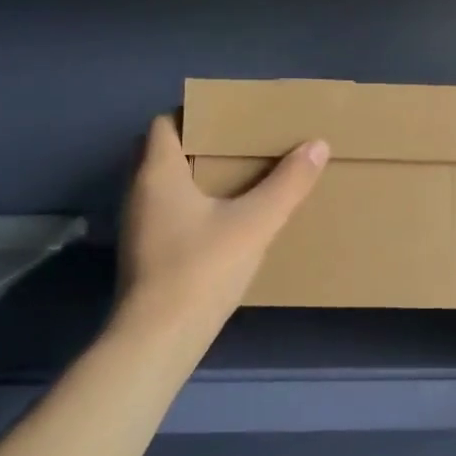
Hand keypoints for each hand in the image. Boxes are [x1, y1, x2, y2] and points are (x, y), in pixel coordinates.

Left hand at [116, 114, 328, 342]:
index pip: (164, 123)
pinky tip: (221, 222)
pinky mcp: (144, 254)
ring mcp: (137, 226)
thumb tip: (318, 144)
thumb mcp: (255, 223)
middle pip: (161, 152)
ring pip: (162, 185)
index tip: (229, 119)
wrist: (157, 340)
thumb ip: (288, 183)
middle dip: (196, 144)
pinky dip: (188, 206)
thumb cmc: (202, 269)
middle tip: (237, 147)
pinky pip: (165, 213)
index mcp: (158, 173)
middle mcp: (139, 192)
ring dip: (192, 177)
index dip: (194, 115)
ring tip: (236, 179)